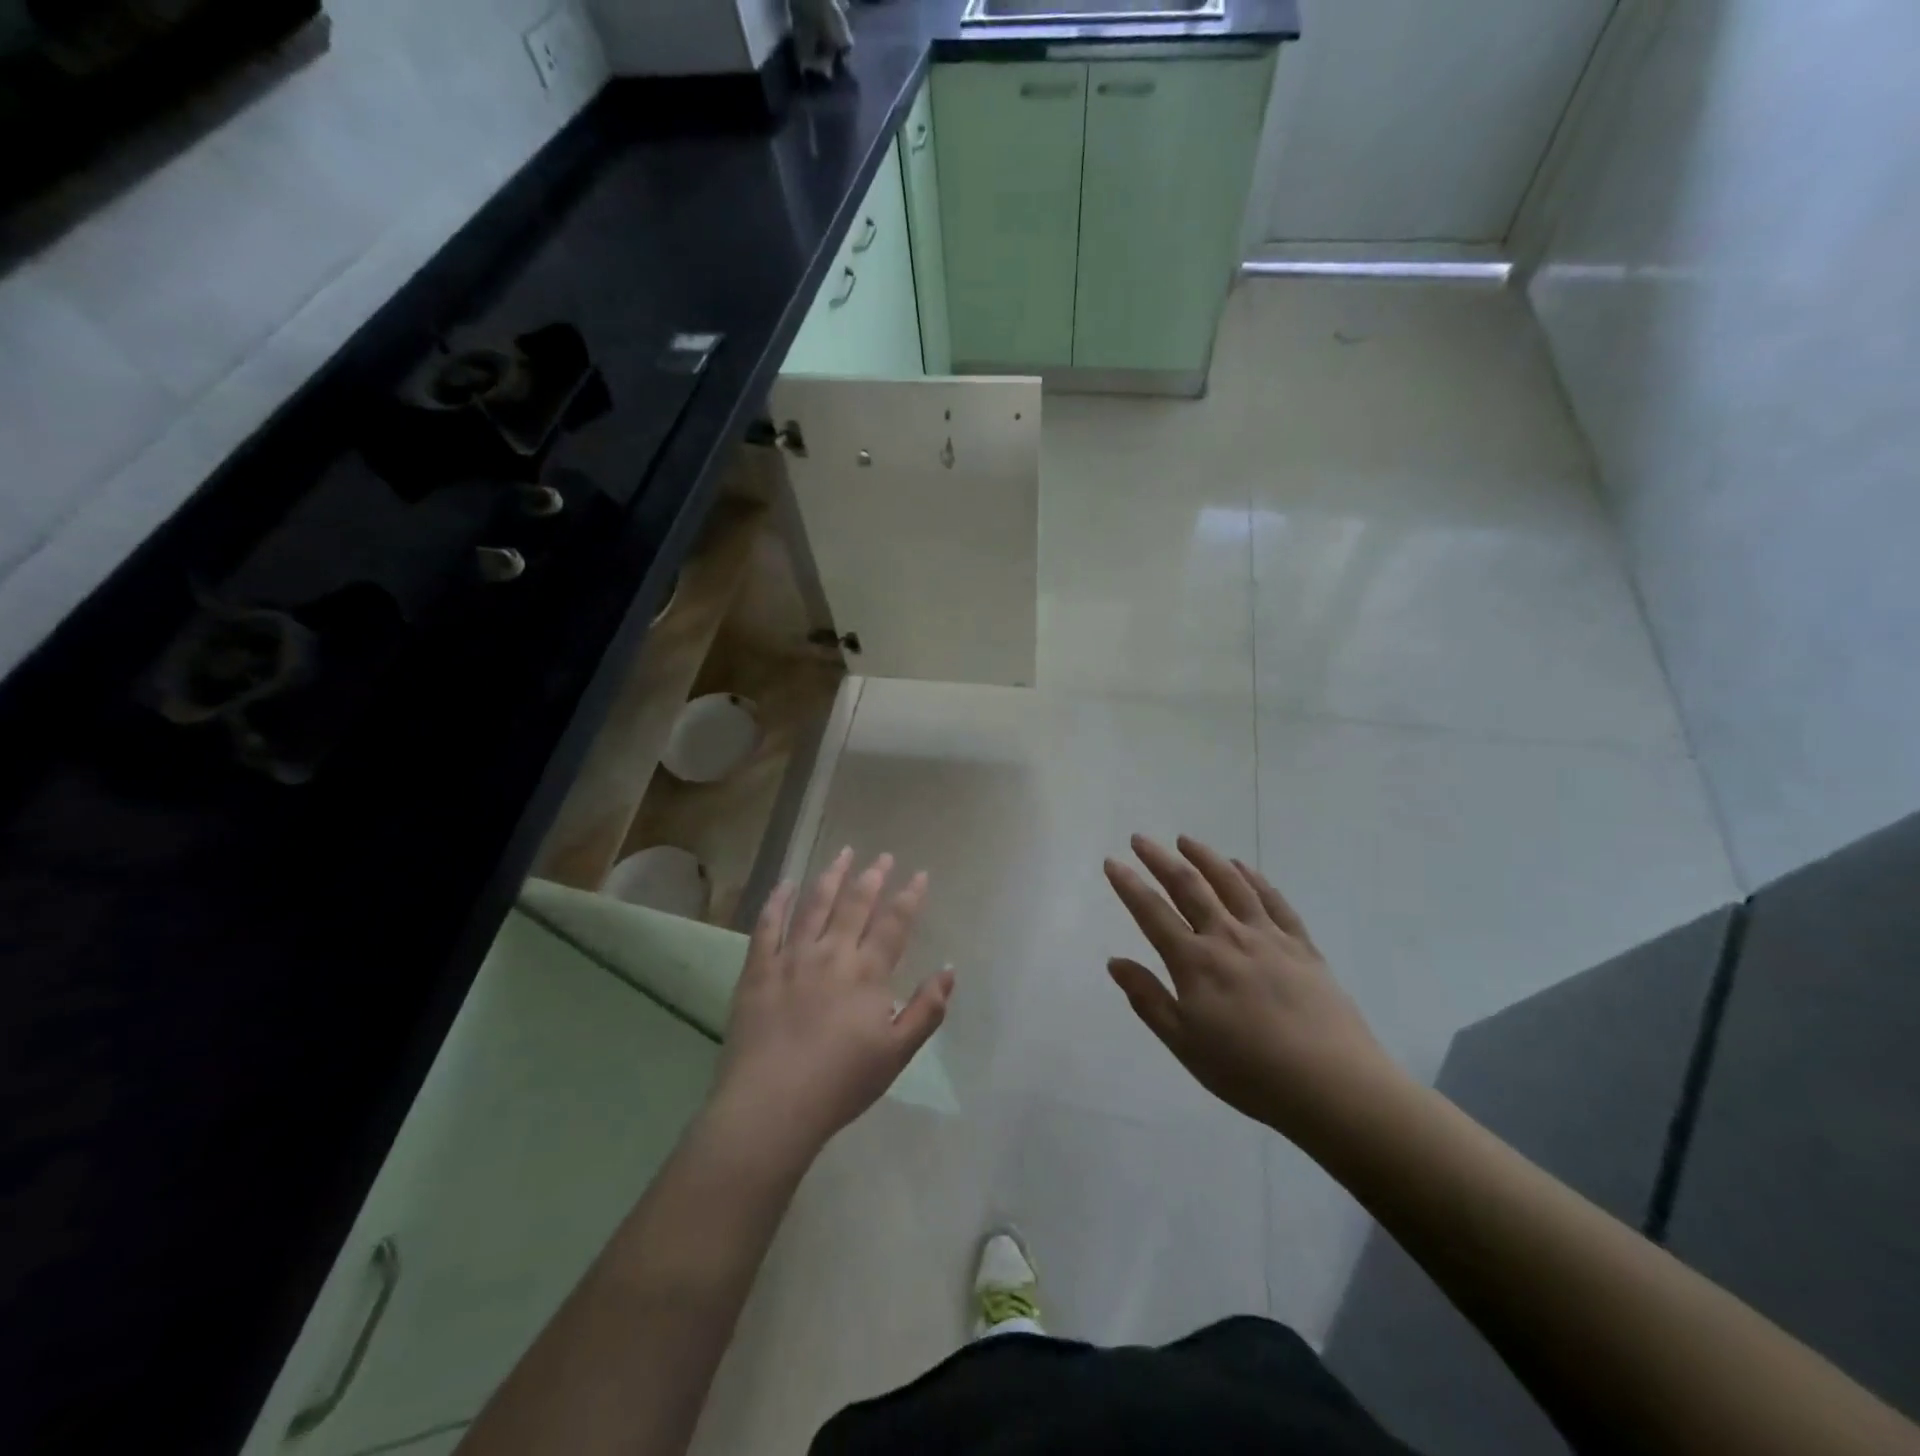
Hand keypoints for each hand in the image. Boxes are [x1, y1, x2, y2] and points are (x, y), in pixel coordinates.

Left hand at [713, 849, 952, 1159]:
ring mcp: (792, 957)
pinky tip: (787, 883)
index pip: (894, 924)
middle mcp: (832, 954)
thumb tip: (949, 970)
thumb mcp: (897, 1053)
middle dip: (873, 877)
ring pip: (815, 904)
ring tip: (843, 853)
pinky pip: (767, 924)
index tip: (919, 874)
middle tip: (882, 856)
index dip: (909, 896)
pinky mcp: (758, 968)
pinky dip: (778, 900)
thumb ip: (926, 1009)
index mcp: (867, 973)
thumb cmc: (841, 1083)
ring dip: (832, 875)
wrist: (772, 1105)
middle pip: (855, 904)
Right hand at [1104, 834, 1402, 1138]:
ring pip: (1231, 883)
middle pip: (1188, 886)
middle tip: (1140, 838)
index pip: (1151, 913)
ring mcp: (1267, 936)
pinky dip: (1253, 878)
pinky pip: (1273, 900)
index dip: (1128, 885)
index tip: (1111, 861)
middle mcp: (1227, 937)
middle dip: (1160, 859)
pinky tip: (1242, 867)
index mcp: (1194, 962)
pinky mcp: (1301, 945)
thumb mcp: (1185, 1044)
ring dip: (1205, 857)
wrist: (1332, 1085)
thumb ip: (1148, 999)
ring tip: (1185, 840)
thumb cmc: (1249, 1072)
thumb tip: (1114, 962)